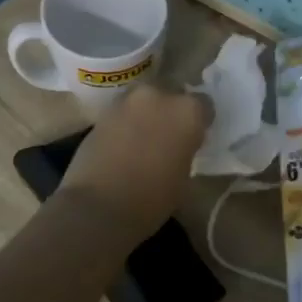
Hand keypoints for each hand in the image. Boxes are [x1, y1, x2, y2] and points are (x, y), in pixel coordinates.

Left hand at [59, 86, 211, 244]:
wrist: (98, 206)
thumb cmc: (152, 199)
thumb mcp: (184, 176)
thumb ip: (186, 149)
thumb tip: (180, 145)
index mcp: (187, 111)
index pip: (203, 105)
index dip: (200, 121)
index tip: (196, 137)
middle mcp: (158, 96)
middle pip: (171, 94)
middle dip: (171, 112)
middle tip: (169, 136)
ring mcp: (126, 101)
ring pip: (144, 101)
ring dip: (147, 114)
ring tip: (144, 140)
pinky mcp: (102, 113)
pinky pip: (123, 112)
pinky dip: (126, 123)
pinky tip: (124, 145)